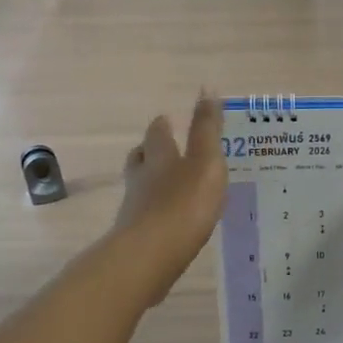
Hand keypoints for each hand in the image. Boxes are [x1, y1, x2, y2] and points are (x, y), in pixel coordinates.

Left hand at [113, 92, 227, 300]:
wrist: (152, 254)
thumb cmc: (185, 203)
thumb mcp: (206, 161)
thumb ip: (207, 129)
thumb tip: (206, 88)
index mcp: (161, 157)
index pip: (157, 135)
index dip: (163, 127)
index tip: (166, 119)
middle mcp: (142, 178)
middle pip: (140, 158)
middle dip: (149, 151)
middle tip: (158, 147)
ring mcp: (135, 208)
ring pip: (139, 186)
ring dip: (149, 181)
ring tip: (163, 183)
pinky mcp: (137, 235)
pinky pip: (144, 215)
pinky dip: (153, 211)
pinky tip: (165, 219)